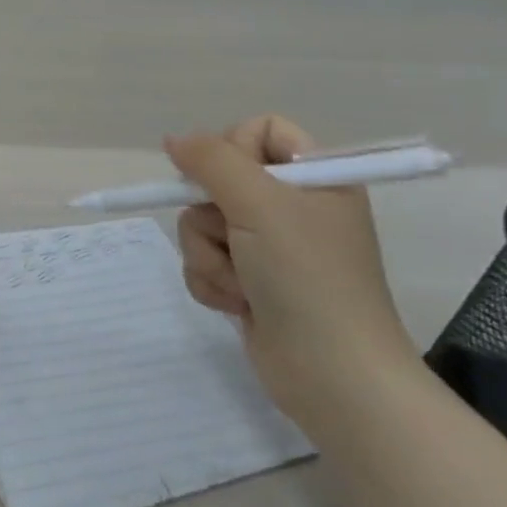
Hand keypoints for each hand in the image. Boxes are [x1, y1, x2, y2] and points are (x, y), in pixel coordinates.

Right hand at [164, 116, 420, 421]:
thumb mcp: (260, 204)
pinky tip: (238, 304)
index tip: (230, 179)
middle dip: (211, 214)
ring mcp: (267, 246)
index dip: (233, 148)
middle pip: (216, 179)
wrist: (333, 375)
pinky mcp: (248, 281)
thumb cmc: (307, 277)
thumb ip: (211, 160)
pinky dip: (211, 281)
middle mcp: (290, 206)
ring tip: (242, 283)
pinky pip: (203, 260)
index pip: (258, 130)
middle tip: (235, 235)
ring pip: (200, 223)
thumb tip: (173, 139)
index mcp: (313, 178)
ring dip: (209, 255)